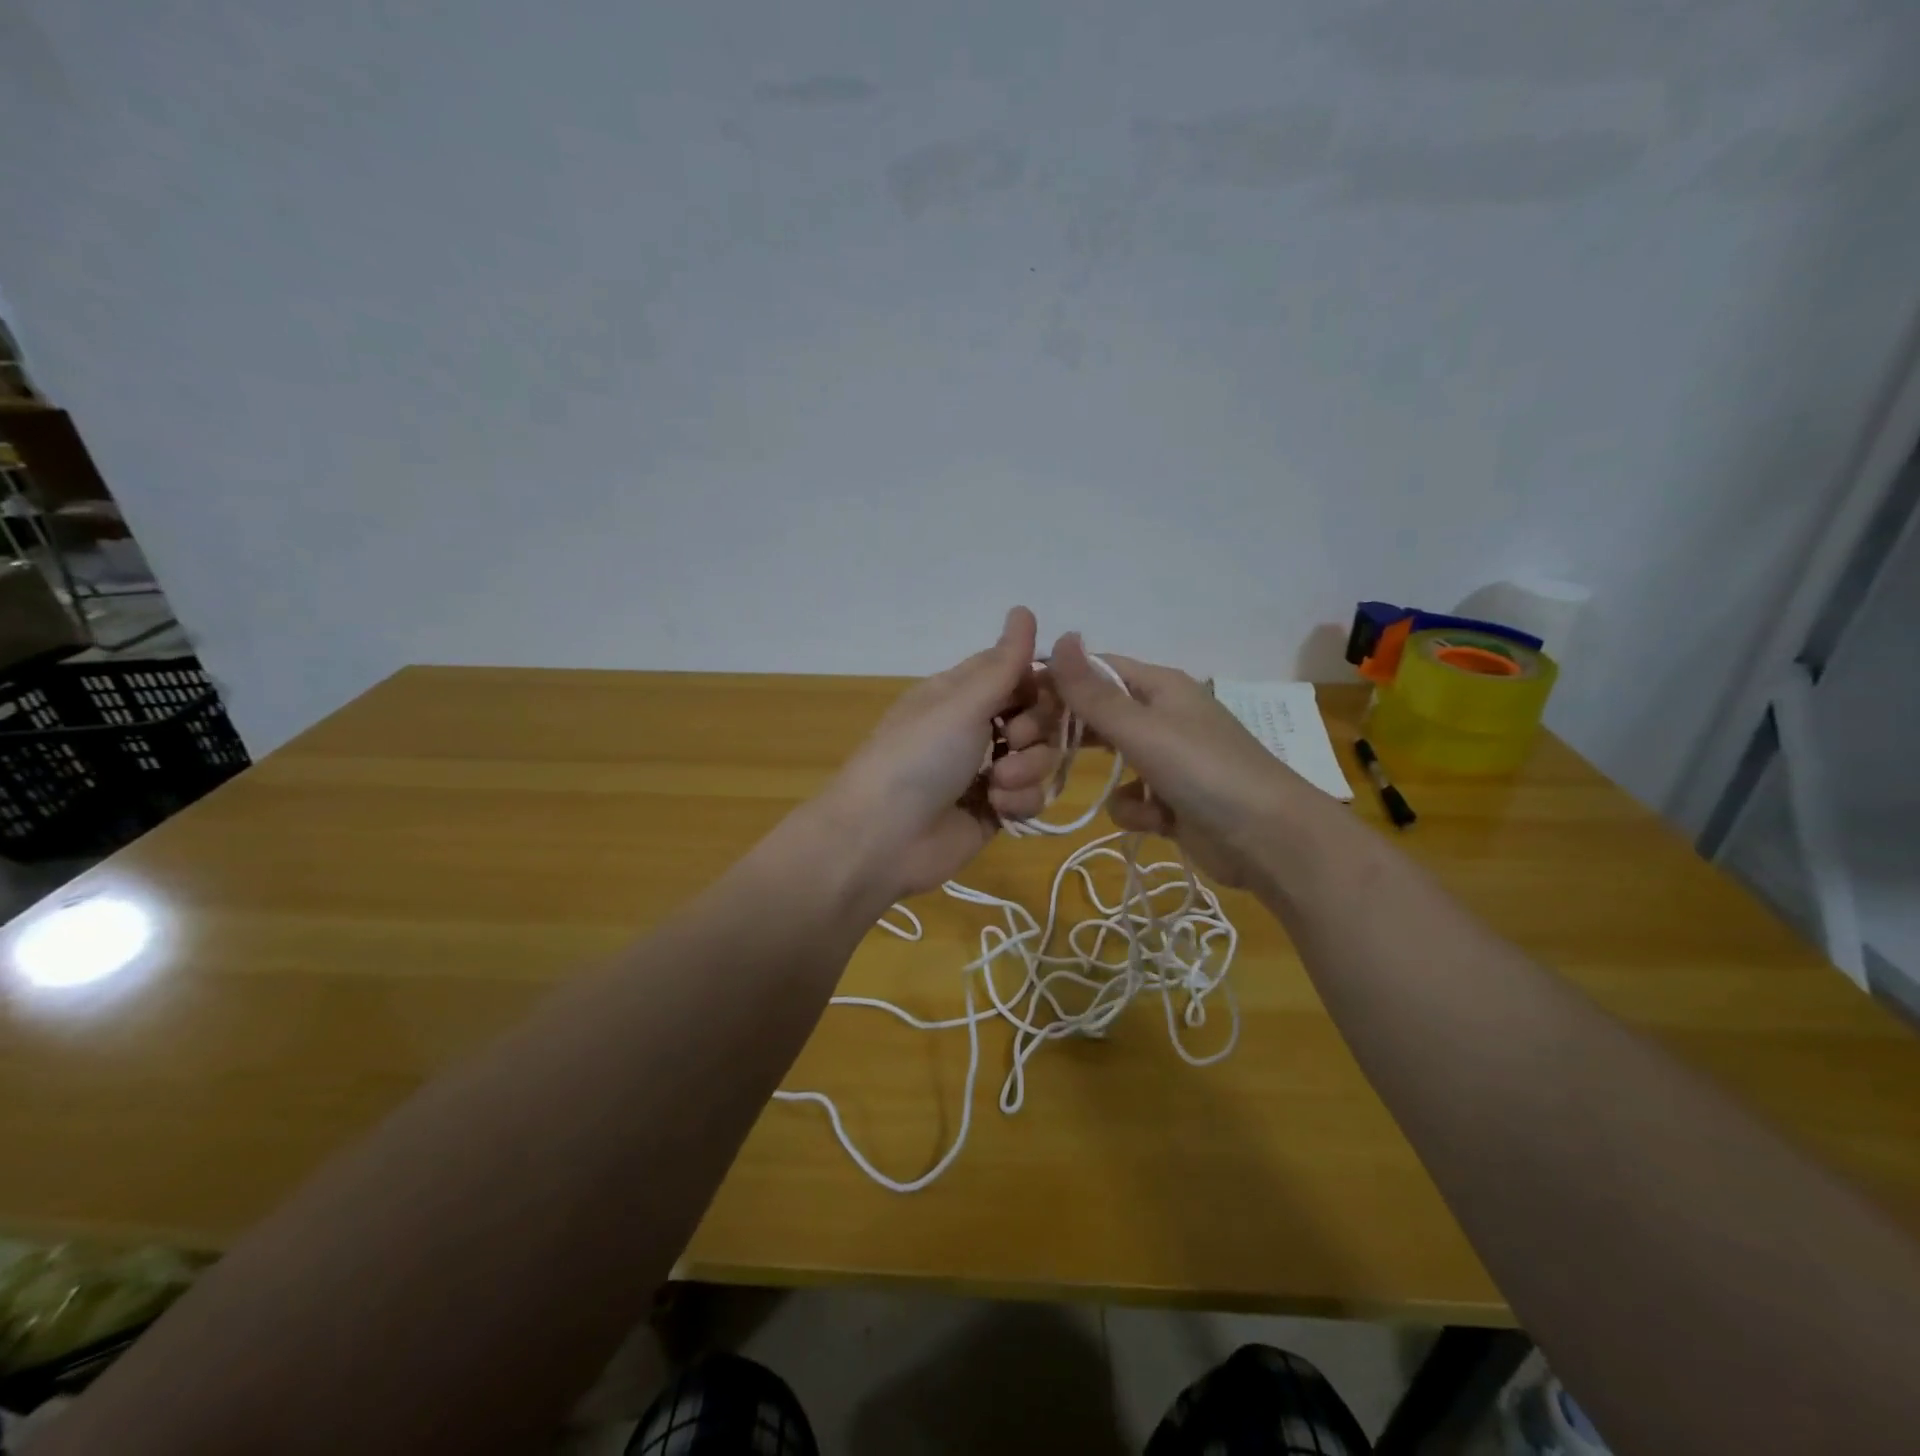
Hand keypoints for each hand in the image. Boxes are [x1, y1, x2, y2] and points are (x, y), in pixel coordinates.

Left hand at [824, 607, 1061, 897]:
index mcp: (961, 693)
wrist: (881, 838)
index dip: (1041, 682)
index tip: (1051, 692)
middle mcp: (976, 727)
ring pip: (1039, 757)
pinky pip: (1030, 796)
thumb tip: (1024, 608)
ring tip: (999, 783)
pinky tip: (997, 809)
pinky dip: (1020, 801)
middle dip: (1036, 728)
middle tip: (1013, 740)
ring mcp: (986, 771)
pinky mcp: (994, 811)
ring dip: (1027, 768)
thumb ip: (1003, 663)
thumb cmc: (918, 757)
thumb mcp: (961, 703)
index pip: (1018, 673)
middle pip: (1037, 715)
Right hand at [1047, 633, 1308, 888]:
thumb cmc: (1205, 772)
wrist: (1271, 841)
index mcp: (1159, 687)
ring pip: (1112, 760)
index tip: (1016, 707)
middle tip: (1031, 752)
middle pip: (1100, 716)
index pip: (1095, 672)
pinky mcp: (1173, 802)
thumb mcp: (1142, 729)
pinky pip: (1134, 799)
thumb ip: (1094, 692)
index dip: (1056, 683)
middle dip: (1068, 733)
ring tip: (1071, 787)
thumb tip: (1060, 635)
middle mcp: (1163, 718)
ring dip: (1100, 776)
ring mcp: (1169, 762)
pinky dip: (1135, 810)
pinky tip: (1150, 819)